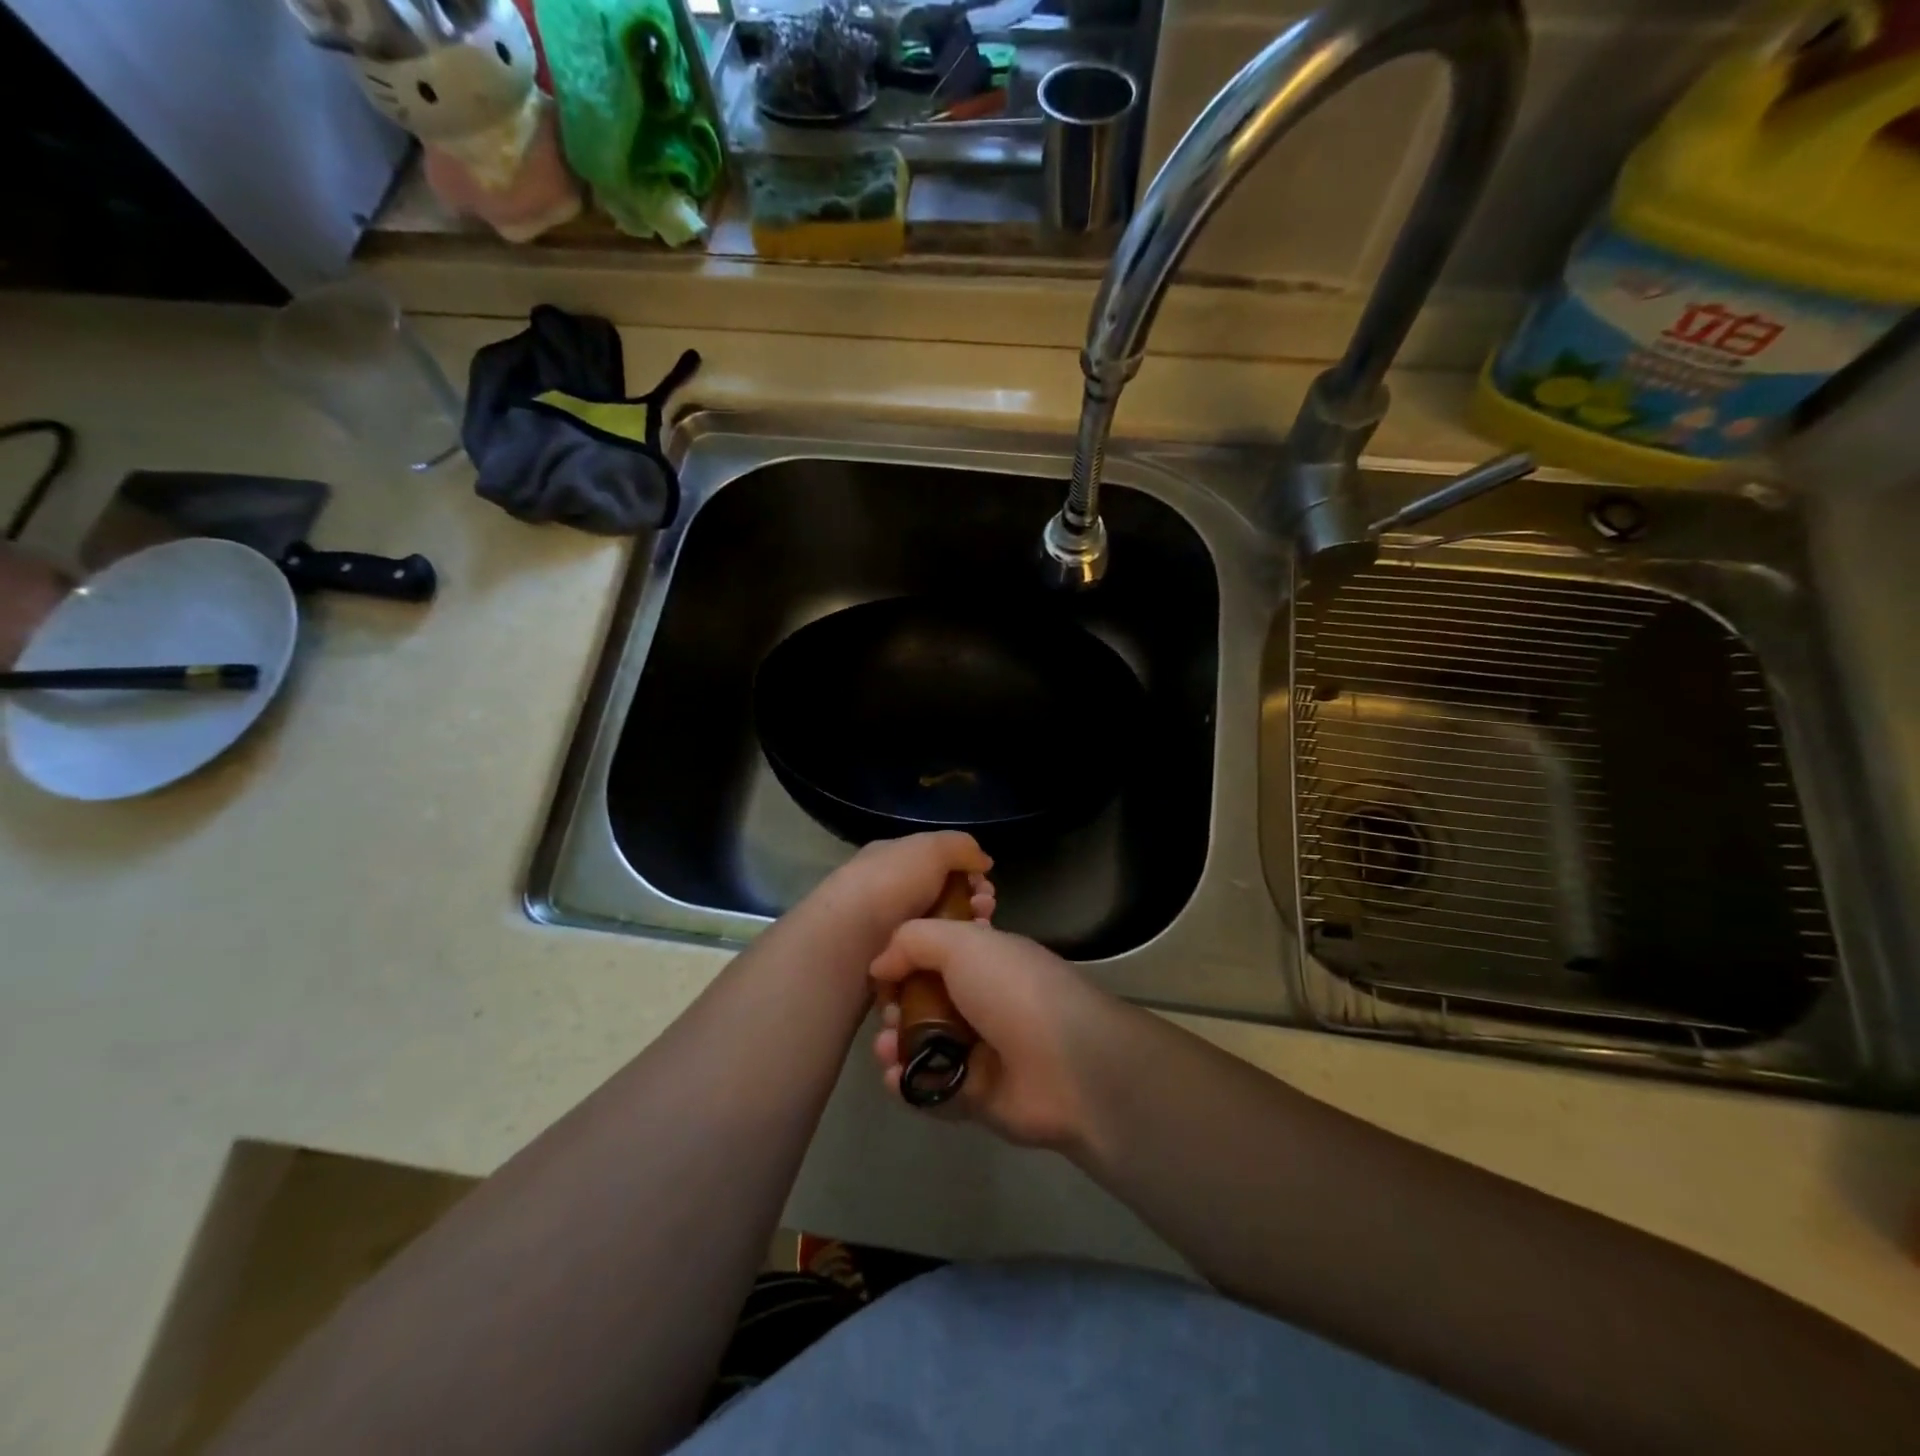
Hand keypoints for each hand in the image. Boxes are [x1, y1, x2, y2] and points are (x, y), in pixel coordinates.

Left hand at [801, 832, 995, 948]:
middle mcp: (886, 891)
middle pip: (941, 897)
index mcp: (890, 859)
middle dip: (971, 904)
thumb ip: (961, 847)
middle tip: (985, 913)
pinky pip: (923, 961)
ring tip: (976, 937)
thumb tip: (983, 861)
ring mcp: (885, 930)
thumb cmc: (891, 884)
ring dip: (961, 933)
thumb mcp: (931, 848)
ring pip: (936, 931)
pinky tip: (956, 962)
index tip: (987, 888)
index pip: (936, 862)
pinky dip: (942, 960)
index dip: (967, 873)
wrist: (849, 939)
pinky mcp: (887, 965)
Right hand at [869, 921, 1119, 1152]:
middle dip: (897, 1006)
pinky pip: (930, 1088)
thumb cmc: (1014, 990)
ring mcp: (979, 1050)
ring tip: (886, 1047)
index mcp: (986, 959)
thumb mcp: (963, 943)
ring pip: (922, 1045)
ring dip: (895, 1045)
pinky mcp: (974, 1095)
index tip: (883, 971)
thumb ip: (913, 941)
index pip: (936, 955)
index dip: (905, 961)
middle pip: (923, 1001)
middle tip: (891, 1014)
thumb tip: (880, 965)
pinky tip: (894, 1076)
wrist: (1068, 1066)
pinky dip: (908, 1083)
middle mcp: (982, 1000)